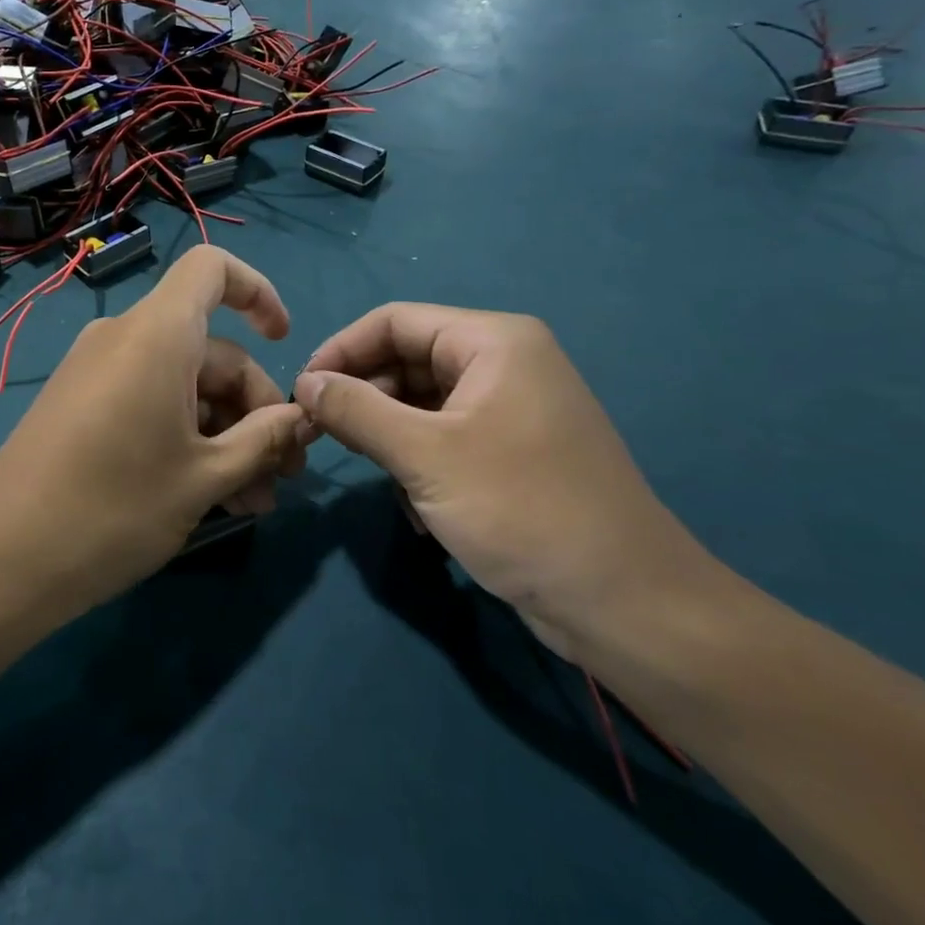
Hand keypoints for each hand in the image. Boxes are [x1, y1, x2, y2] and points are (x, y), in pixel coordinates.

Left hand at [0, 247, 311, 617]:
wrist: (2, 558)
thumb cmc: (115, 508)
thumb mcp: (205, 477)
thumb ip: (264, 440)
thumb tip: (302, 417)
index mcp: (157, 334)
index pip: (212, 269)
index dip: (257, 292)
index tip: (283, 343)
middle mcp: (125, 339)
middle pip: (209, 348)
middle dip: (253, 409)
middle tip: (282, 476)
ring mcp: (97, 372)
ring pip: (182, 385)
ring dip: (224, 435)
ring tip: (251, 502)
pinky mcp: (81, 405)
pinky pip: (149, 401)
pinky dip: (184, 436)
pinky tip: (208, 495)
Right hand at [294, 305, 710, 651]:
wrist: (624, 603)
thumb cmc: (522, 509)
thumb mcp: (424, 455)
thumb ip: (356, 410)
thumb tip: (304, 383)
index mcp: (493, 342)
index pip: (394, 321)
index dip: (341, 350)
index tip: (300, 392)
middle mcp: (503, 364)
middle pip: (407, 361)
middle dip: (364, 399)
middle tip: (323, 438)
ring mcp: (510, 410)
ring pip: (421, 405)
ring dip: (389, 439)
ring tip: (376, 477)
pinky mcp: (512, 453)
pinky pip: (445, 439)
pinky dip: (419, 465)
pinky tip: (418, 510)